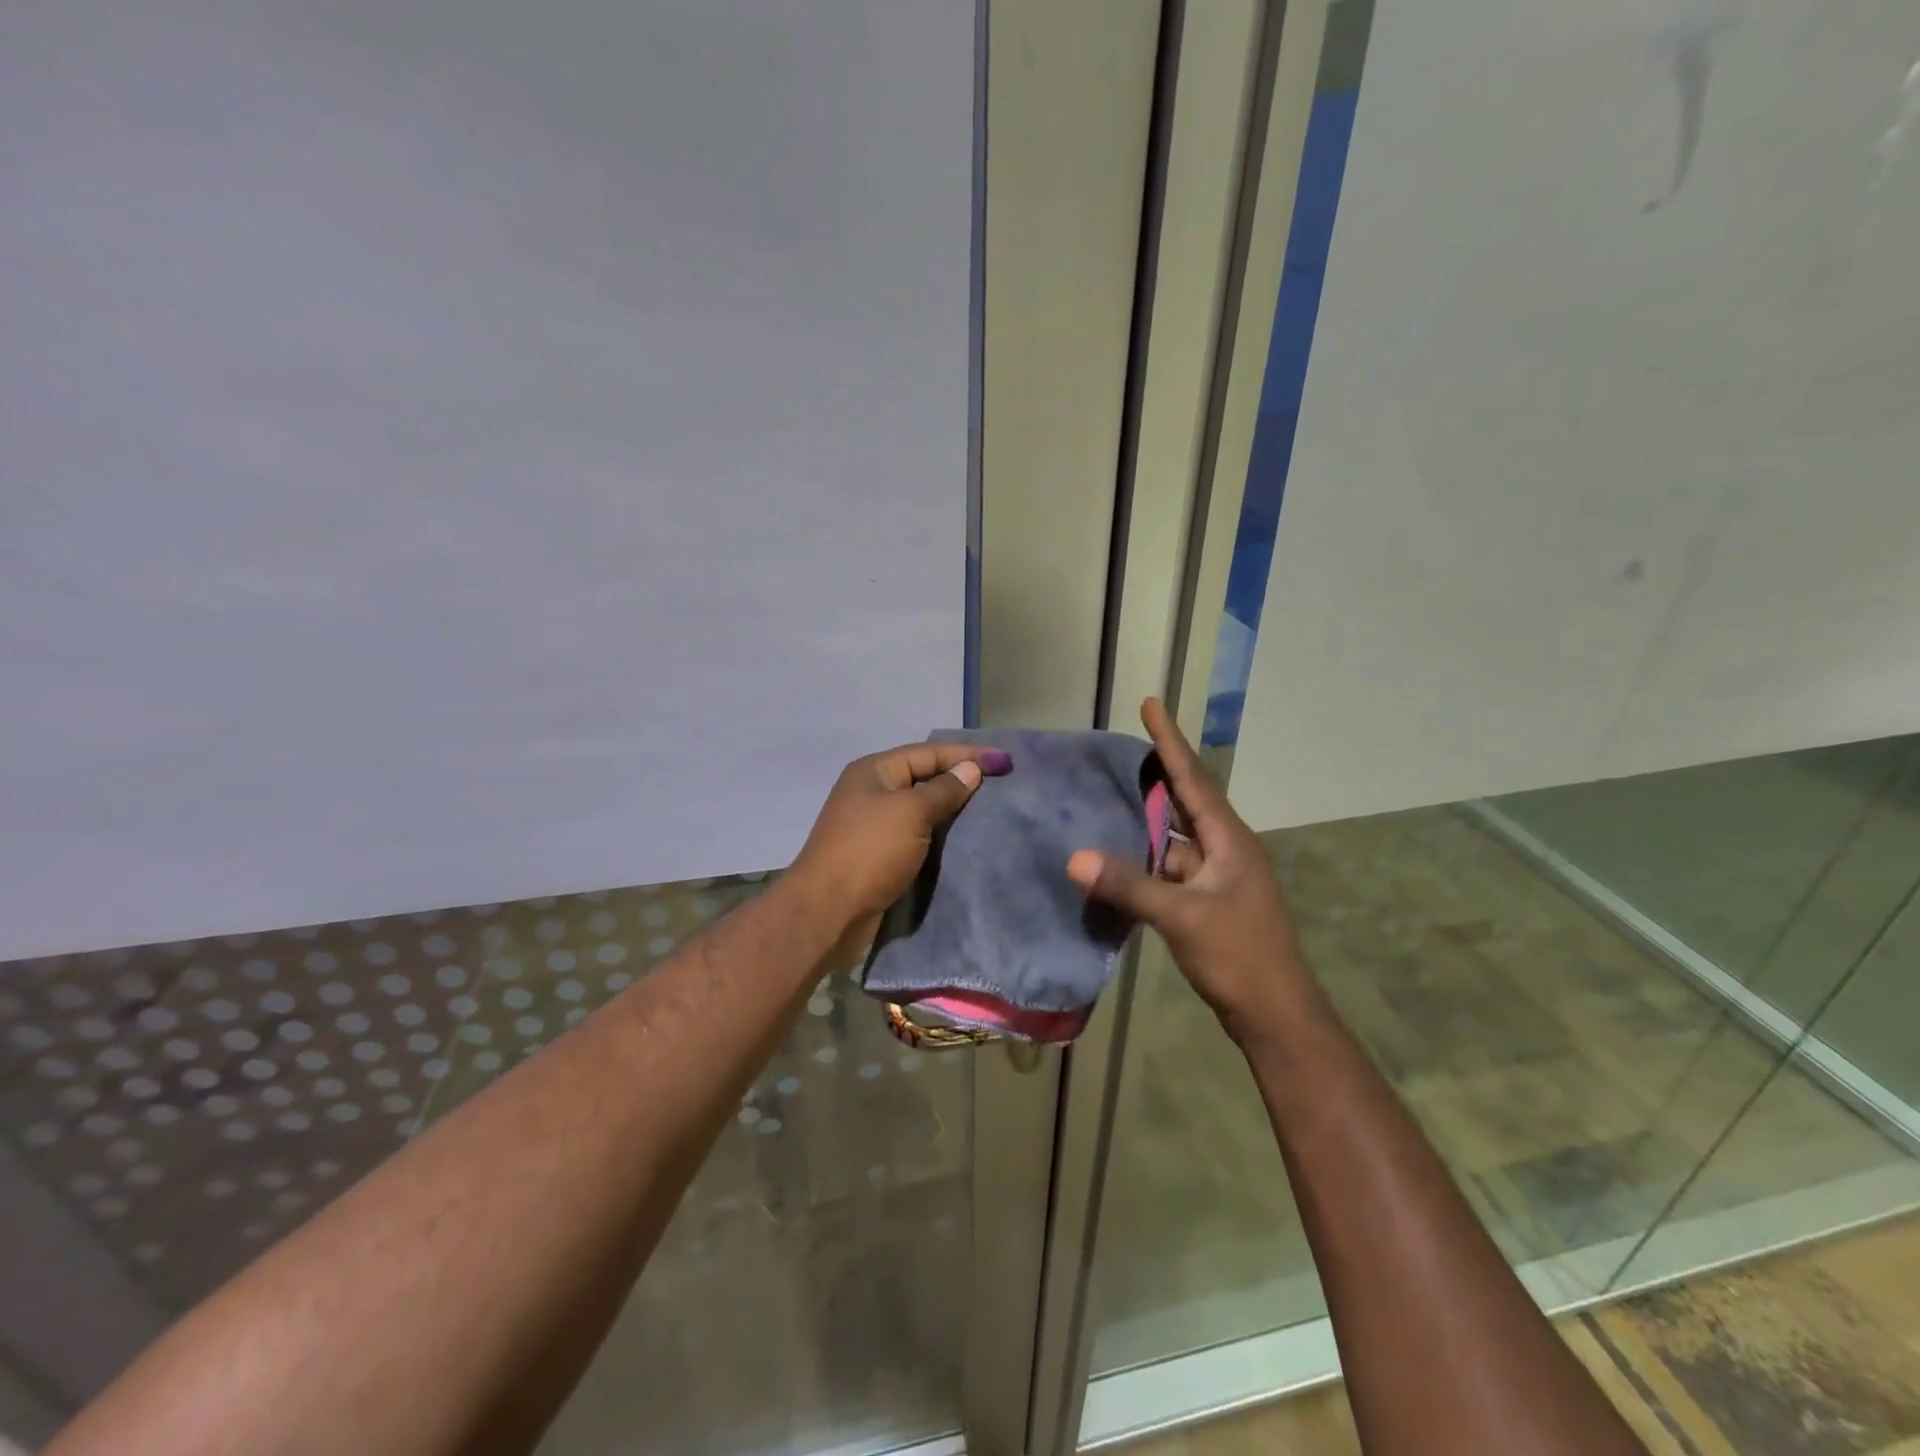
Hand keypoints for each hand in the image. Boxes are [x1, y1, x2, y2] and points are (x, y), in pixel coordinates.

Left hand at [790, 740, 1012, 933]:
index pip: (928, 752)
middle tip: (1000, 783)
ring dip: (951, 808)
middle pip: (923, 777)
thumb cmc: (869, 852)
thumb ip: (943, 790)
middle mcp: (871, 792)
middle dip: (960, 779)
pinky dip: (939, 833)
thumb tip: (970, 769)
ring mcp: (872, 824)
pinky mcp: (877, 854)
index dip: (967, 755)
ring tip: (988, 810)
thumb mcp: (911, 813)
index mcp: (874, 772)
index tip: (1005, 762)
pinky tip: (962, 839)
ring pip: (920, 808)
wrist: (827, 912)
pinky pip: (915, 834)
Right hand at [1066, 698, 1311, 1039]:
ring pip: (1171, 841)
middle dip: (1154, 774)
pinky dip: (1142, 863)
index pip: (1193, 778)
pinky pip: (1167, 871)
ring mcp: (1215, 878)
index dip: (1169, 741)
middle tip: (1116, 750)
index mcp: (1229, 839)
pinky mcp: (1205, 903)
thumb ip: (1129, 885)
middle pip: (1183, 802)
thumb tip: (1075, 858)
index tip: (1150, 704)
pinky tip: (1114, 860)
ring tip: (1103, 800)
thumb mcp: (1182, 917)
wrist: (1275, 1014)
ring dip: (1142, 825)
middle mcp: (1224, 850)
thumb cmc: (1239, 955)